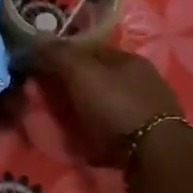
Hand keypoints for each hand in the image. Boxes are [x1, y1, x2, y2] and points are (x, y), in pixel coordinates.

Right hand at [33, 42, 183, 167]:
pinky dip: (101, 130)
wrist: (156, 157)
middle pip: (98, 77)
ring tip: (67, 124)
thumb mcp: (82, 75)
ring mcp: (149, 108)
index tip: (41, 70)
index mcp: (129, 59)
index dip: (63, 56)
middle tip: (51, 100)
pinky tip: (90, 140)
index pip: (89, 49)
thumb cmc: (117, 107)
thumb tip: (37, 36)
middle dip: (74, 86)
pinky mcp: (149, 137)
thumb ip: (59, 54)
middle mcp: (143, 79)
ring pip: (107, 103)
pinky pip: (116, 127)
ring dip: (87, 110)